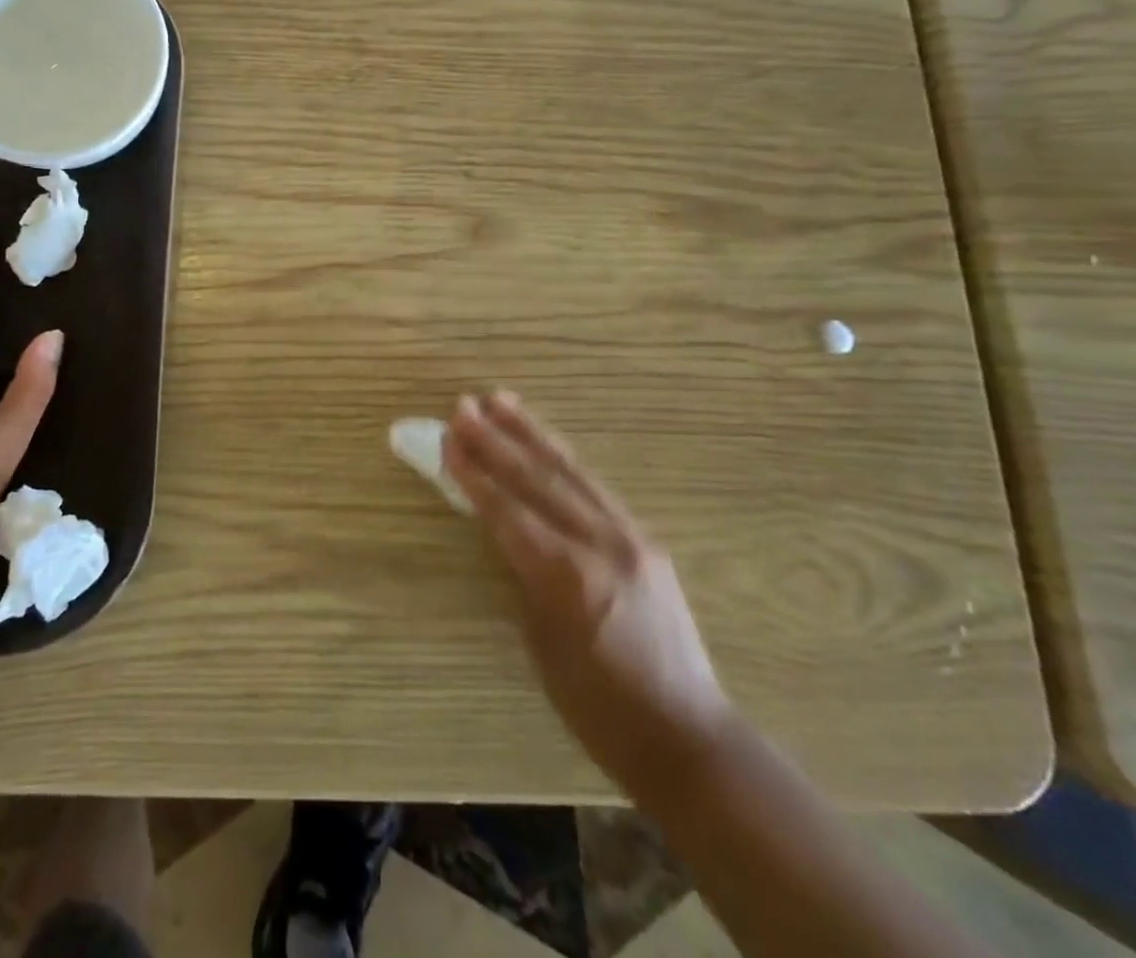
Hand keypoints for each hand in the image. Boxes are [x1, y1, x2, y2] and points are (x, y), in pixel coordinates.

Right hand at [446, 391, 735, 800]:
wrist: (687, 736)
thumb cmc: (598, 708)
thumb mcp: (542, 644)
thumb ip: (525, 576)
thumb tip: (508, 532)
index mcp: (567, 576)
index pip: (507, 510)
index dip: (473, 473)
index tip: (447, 438)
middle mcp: (601, 544)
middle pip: (537, 479)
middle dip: (495, 439)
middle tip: (463, 405)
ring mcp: (629, 536)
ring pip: (570, 470)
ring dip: (530, 433)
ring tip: (501, 400)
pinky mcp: (645, 539)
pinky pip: (595, 487)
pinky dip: (563, 458)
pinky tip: (546, 441)